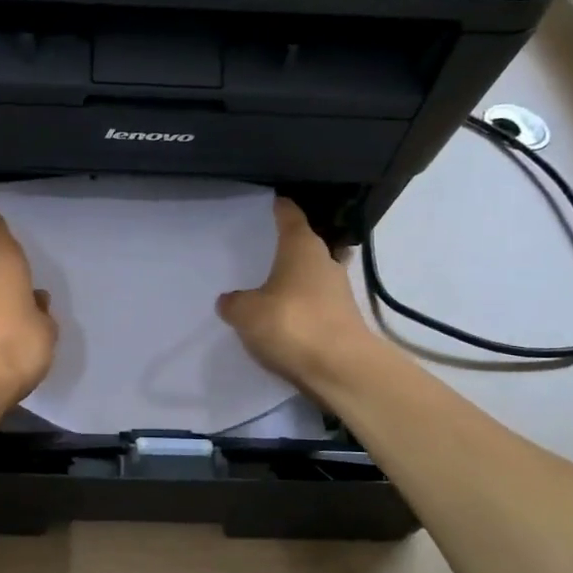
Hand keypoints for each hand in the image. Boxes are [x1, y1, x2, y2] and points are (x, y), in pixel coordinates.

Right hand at [217, 198, 377, 392]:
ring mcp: (338, 293)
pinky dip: (300, 309)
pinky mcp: (342, 321)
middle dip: (285, 249)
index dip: (279, 208)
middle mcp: (325, 262)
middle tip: (259, 252)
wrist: (341, 370)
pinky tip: (282, 320)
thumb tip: (230, 300)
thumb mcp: (246, 313)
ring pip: (311, 278)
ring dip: (293, 282)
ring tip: (266, 290)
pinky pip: (314, 306)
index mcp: (302, 248)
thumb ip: (234, 303)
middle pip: (303, 247)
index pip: (290, 216)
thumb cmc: (292, 324)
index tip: (270, 203)